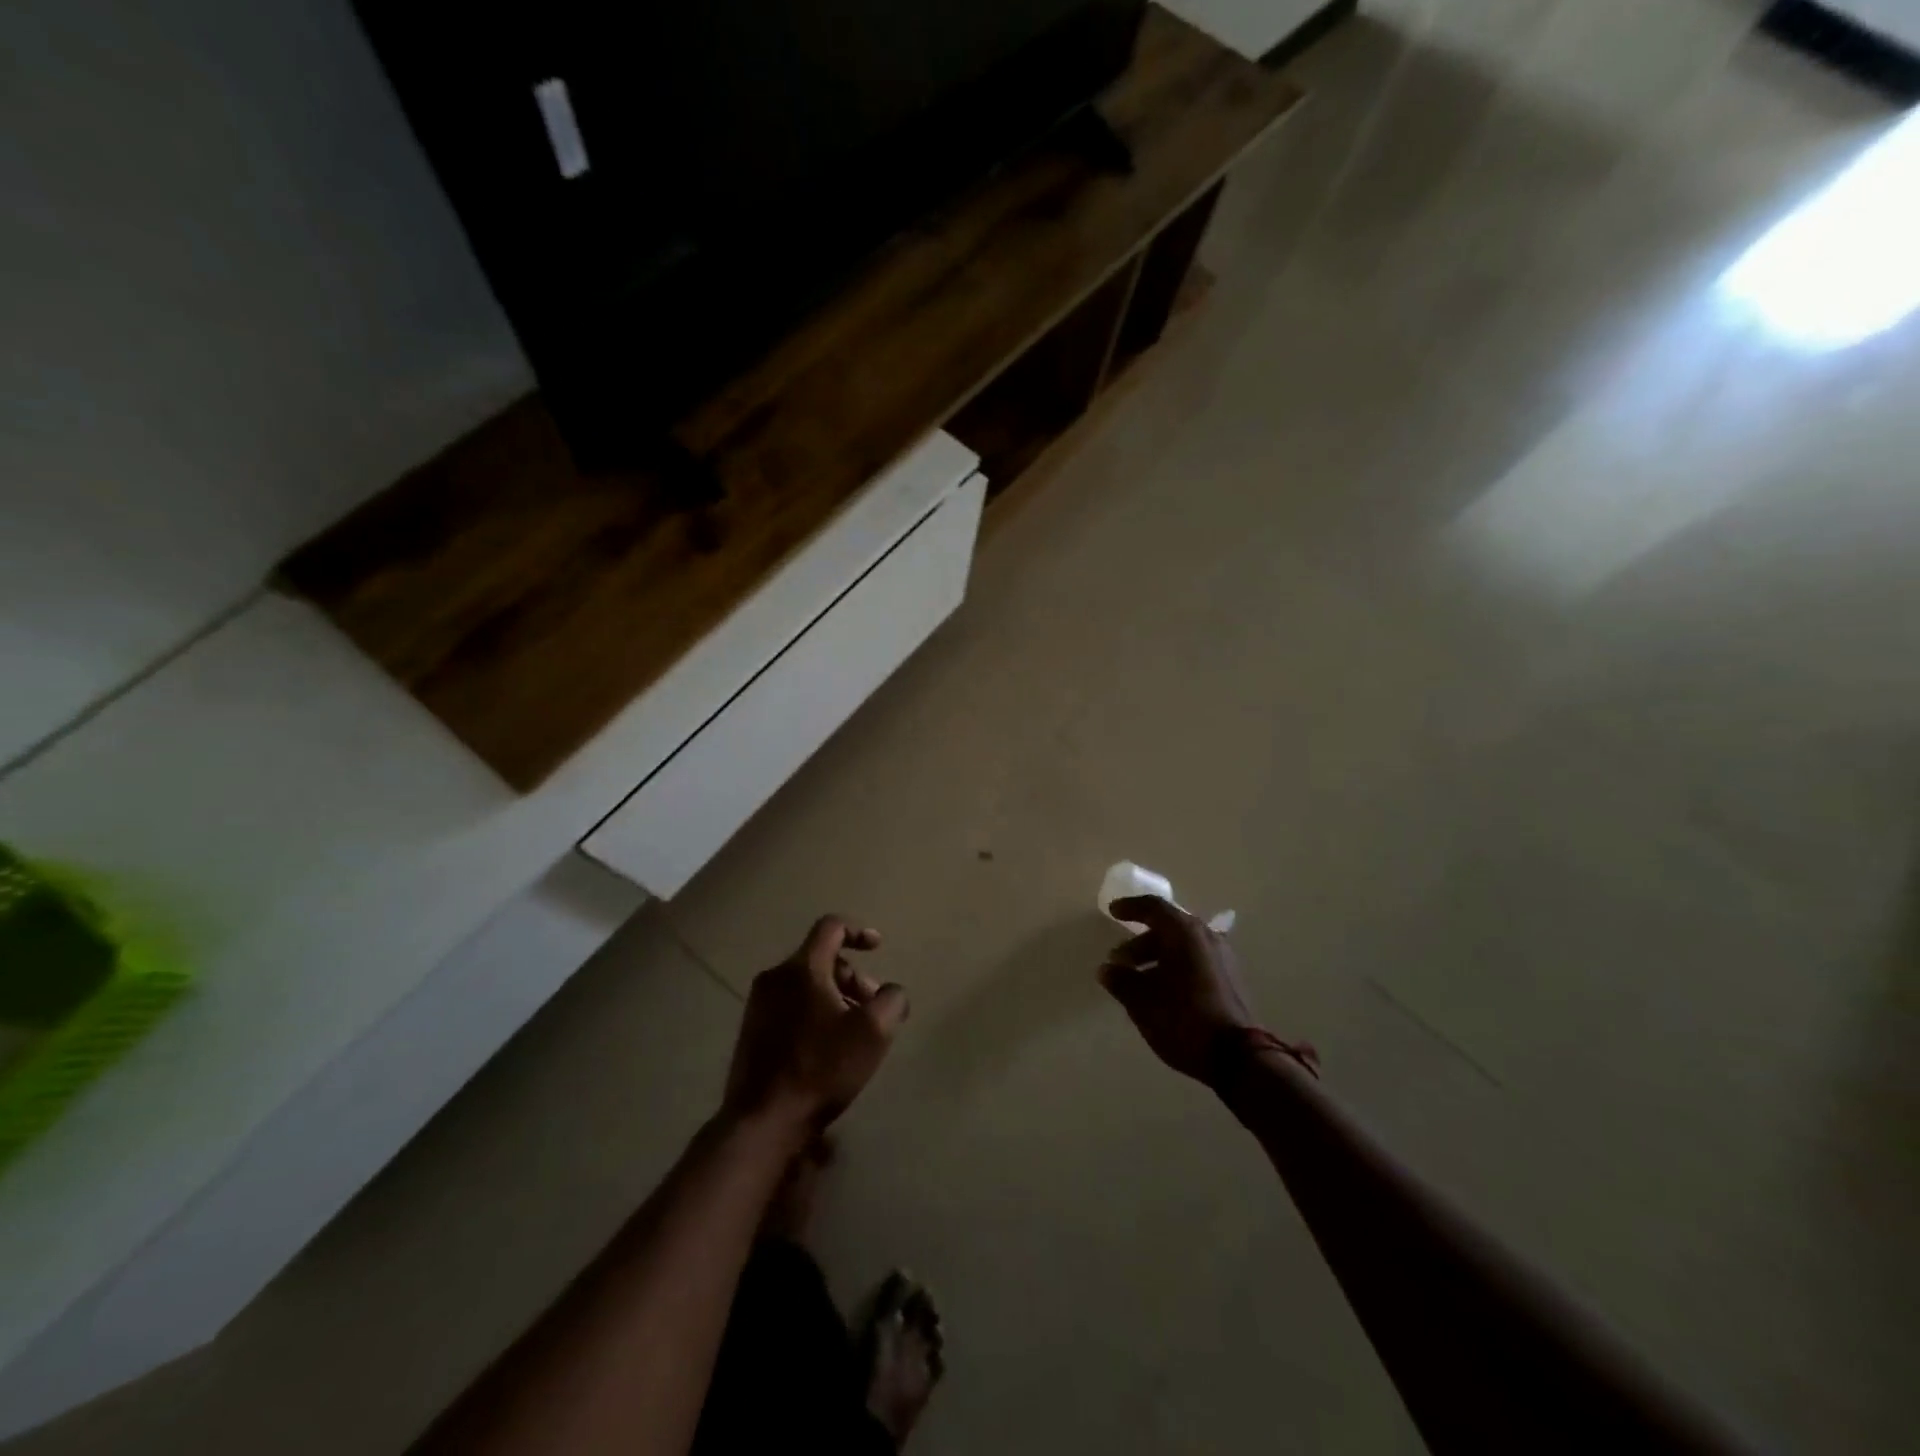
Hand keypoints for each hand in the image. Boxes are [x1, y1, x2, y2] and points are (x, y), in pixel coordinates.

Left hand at [724, 916, 909, 1131]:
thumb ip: (892, 1001)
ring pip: (805, 984)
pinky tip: (827, 1049)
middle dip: (852, 976)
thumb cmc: (821, 1069)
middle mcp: (775, 977)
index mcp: (802, 968)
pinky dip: (814, 1013)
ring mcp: (758, 1005)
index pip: (831, 927)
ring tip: (853, 1032)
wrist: (762, 1121)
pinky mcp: (751, 1032)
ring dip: (835, 997)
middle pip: (820, 958)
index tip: (878, 948)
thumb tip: (891, 993)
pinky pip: (790, 1006)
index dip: (858, 931)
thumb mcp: (873, 1033)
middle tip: (872, 1007)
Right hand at [1098, 896, 1256, 1083]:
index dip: (1130, 907)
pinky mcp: (1230, 980)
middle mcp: (1206, 937)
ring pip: (1182, 946)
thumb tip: (1107, 969)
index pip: (1153, 907)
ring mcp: (1223, 958)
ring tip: (1137, 981)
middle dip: (1140, 942)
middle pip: (1168, 928)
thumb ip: (1121, 981)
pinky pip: (1195, 961)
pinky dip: (1174, 967)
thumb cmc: (1184, 1019)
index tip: (1113, 912)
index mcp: (1184, 933)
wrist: (1238, 1058)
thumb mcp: (1142, 1002)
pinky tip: (1161, 992)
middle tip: (1119, 961)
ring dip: (1156, 957)